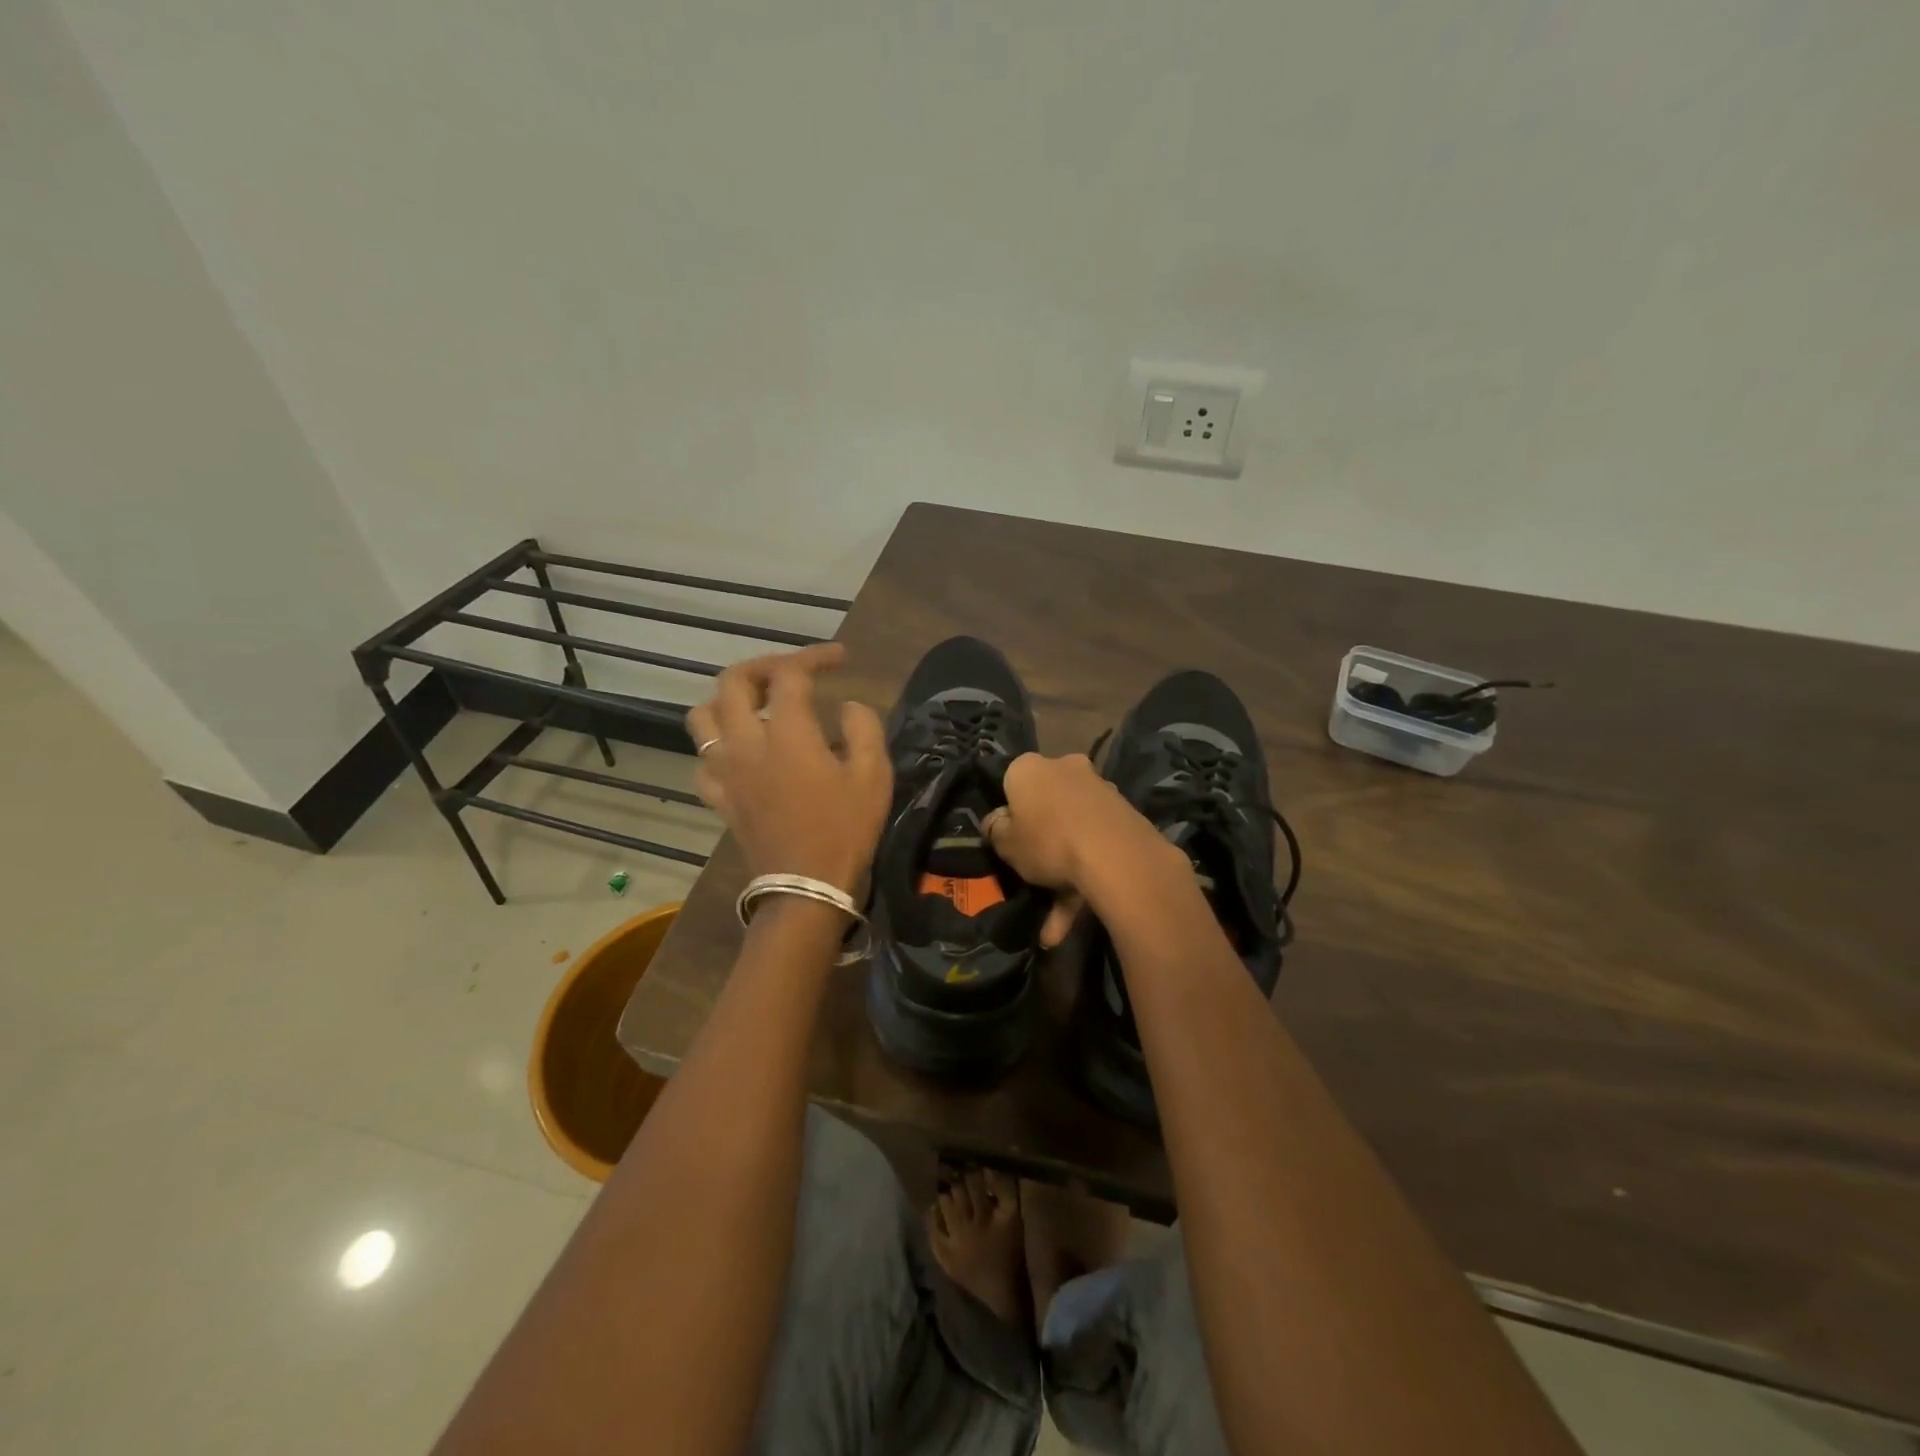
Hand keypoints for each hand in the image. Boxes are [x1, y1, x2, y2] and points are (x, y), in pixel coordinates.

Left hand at [686, 644, 890, 894]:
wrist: (807, 888)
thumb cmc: (845, 830)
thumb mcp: (874, 776)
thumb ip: (863, 728)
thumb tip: (848, 706)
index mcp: (787, 734)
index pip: (790, 673)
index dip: (815, 657)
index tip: (840, 658)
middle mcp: (746, 744)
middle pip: (732, 682)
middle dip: (763, 666)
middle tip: (791, 672)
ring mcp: (725, 772)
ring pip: (702, 717)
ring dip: (727, 701)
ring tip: (756, 706)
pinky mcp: (719, 798)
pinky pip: (702, 761)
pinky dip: (718, 748)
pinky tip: (740, 754)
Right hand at [982, 752, 1181, 946]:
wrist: (1115, 854)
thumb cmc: (1047, 841)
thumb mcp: (1005, 843)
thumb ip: (995, 830)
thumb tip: (995, 822)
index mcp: (1029, 768)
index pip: (1011, 783)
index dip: (1008, 813)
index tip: (1008, 839)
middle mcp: (1065, 768)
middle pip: (1046, 805)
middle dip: (1041, 842)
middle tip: (1033, 874)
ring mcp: (1098, 789)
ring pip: (1073, 830)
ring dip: (1064, 871)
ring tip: (1054, 926)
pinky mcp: (1123, 813)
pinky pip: (1095, 844)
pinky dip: (1086, 877)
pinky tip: (1078, 915)